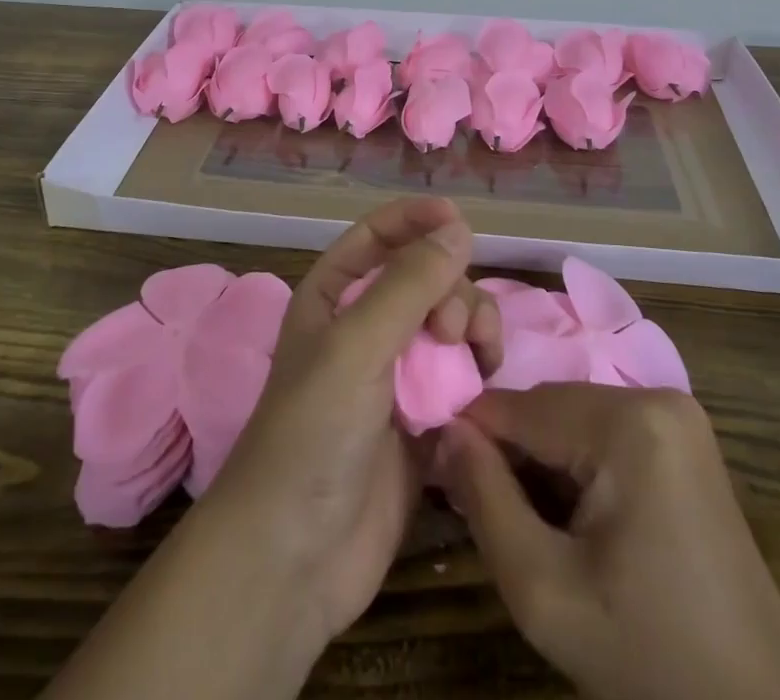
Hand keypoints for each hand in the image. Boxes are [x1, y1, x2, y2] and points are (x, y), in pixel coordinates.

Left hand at [197, 196, 501, 642]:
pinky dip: (477, 374)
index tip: (461, 220)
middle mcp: (365, 329)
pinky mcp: (422, 423)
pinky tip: (484, 388)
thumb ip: (409, 284)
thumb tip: (460, 228)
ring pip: (449, 326)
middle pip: (425, 280)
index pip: (378, 236)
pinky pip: (461, 377)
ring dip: (472, 330)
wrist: (295, 557)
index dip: (416, 220)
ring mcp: (395, 377)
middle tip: (453, 330)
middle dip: (451, 290)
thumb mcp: (356, 346)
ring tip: (480, 359)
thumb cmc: (312, 433)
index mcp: (334, 298)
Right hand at [438, 384, 779, 699]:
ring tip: (528, 522)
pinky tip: (572, 517)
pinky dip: (575, 464)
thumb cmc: (649, 658)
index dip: (472, 437)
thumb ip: (484, 499)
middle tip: (483, 511)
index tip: (439, 475)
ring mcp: (675, 413)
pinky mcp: (682, 436)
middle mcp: (654, 395)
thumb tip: (444, 431)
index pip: (519, 405)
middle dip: (510, 453)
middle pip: (547, 408)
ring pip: (571, 417)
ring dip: (541, 460)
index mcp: (627, 422)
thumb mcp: (544, 591)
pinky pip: (603, 430)